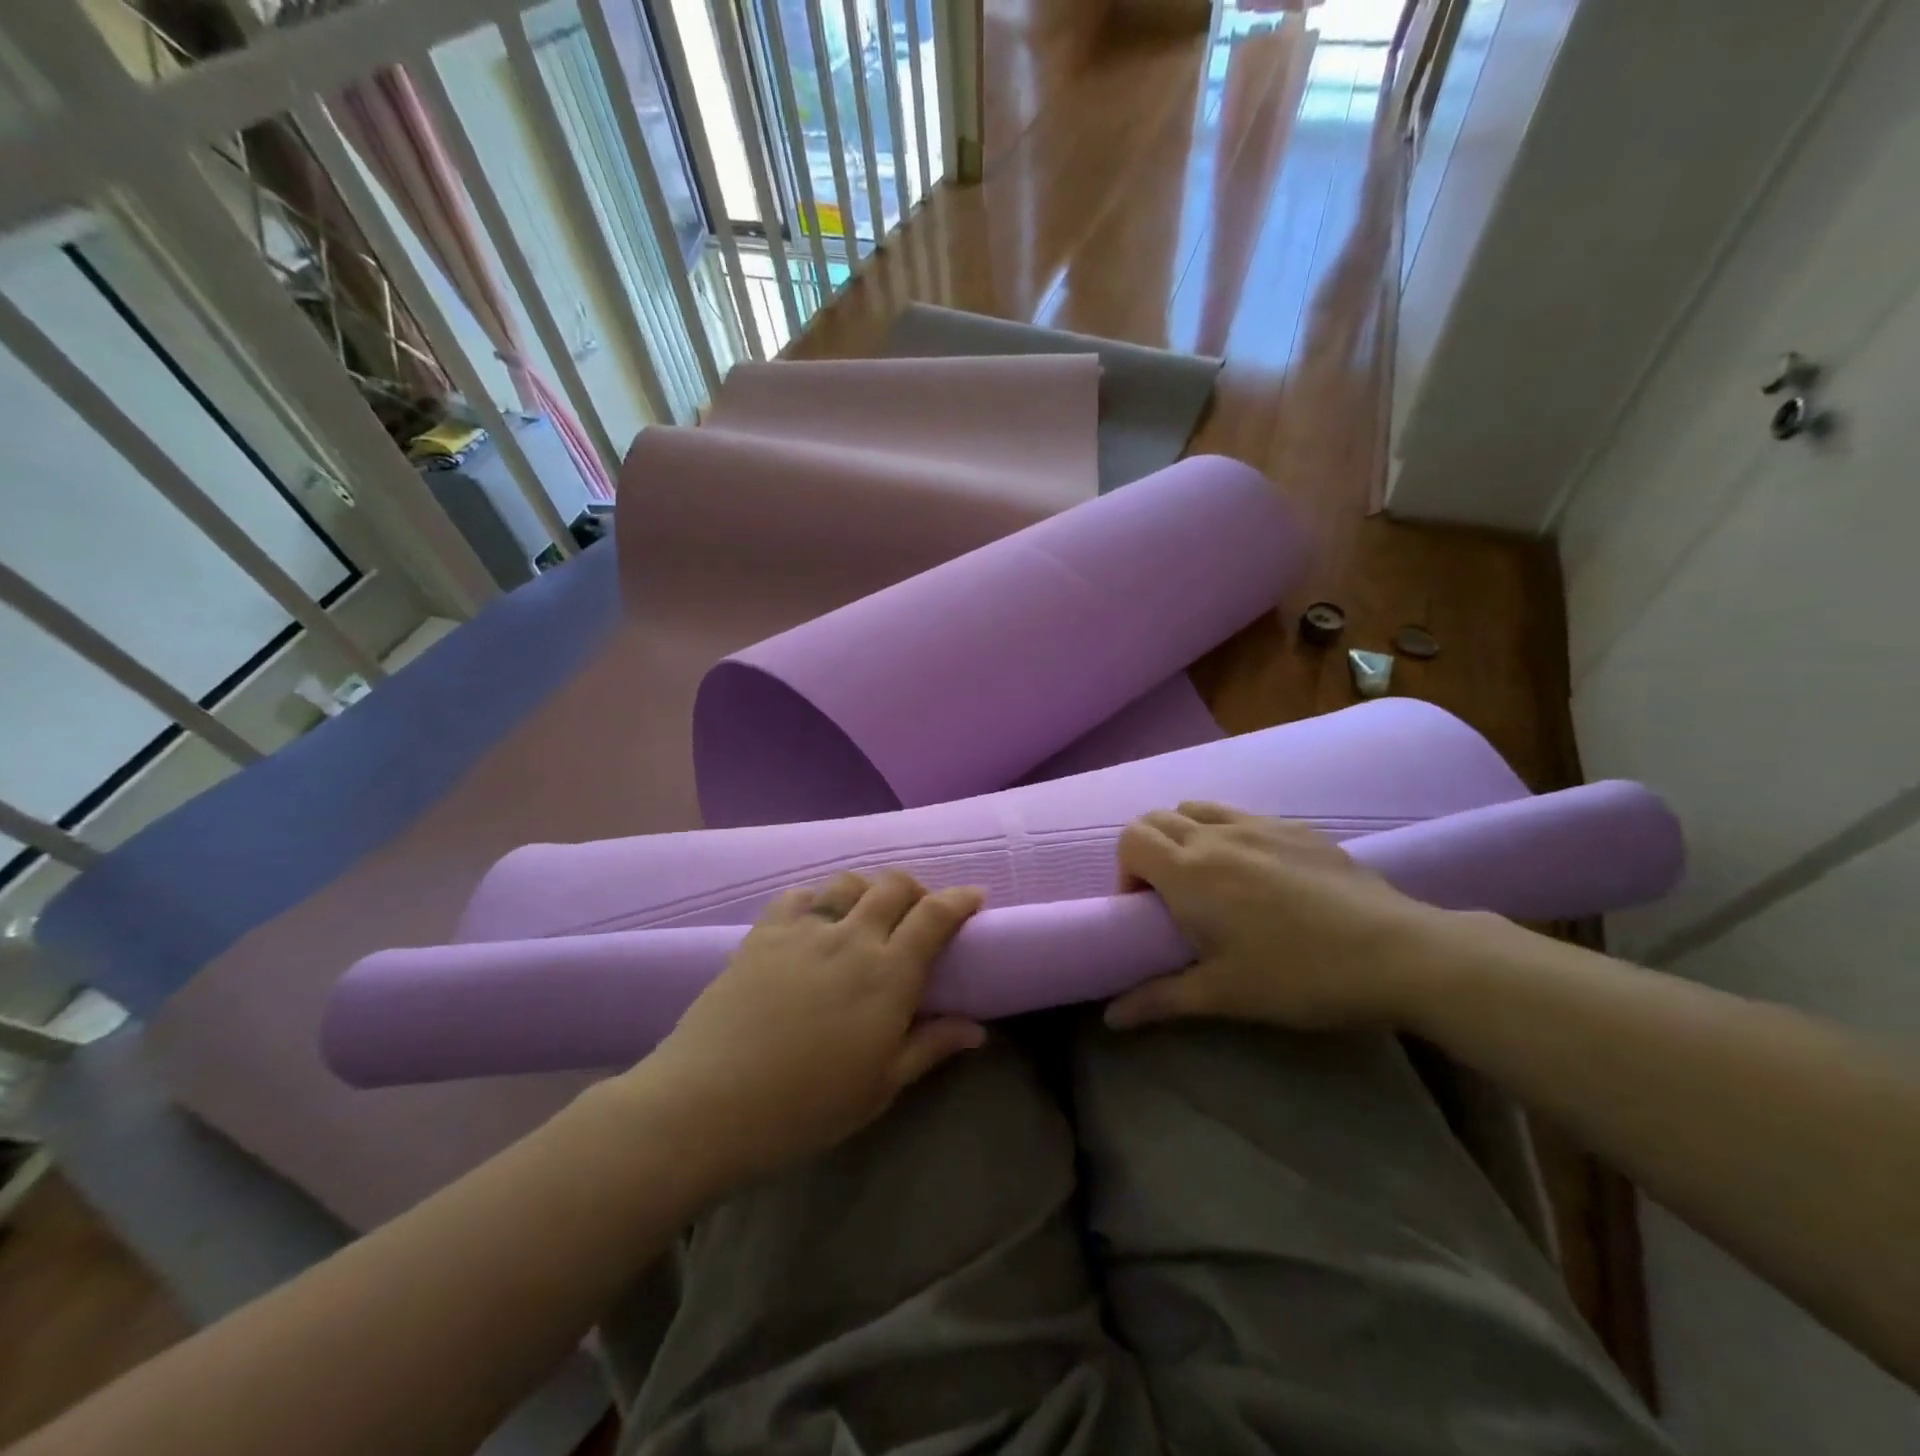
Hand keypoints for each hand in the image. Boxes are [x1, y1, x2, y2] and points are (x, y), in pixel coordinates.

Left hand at [627, 870, 986, 1190]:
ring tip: (868, 915)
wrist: (708, 1102)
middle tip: (921, 912)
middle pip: (894, 885)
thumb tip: (976, 1029)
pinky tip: (815, 921)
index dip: (960, 900)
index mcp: (888, 974)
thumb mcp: (880, 1086)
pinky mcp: (764, 932)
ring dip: (869, 890)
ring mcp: (804, 930)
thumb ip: (930, 1046)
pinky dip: (818, 899)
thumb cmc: (805, 1106)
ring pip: (848, 883)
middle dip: (917, 889)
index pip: (935, 916)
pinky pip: (800, 896)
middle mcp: (852, 937)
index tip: (974, 897)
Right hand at [1105, 802, 1451, 1031]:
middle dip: (1148, 852)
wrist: (1397, 953)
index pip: (1130, 839)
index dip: (1126, 872)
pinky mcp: (1297, 826)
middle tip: (1171, 899)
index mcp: (1189, 871)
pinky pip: (1241, 814)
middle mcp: (1216, 835)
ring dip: (1185, 835)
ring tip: (1209, 879)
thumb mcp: (1224, 994)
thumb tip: (1111, 1017)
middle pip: (1156, 818)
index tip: (1146, 910)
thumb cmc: (1299, 976)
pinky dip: (1227, 833)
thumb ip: (1159, 999)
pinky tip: (1260, 875)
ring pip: (1198, 808)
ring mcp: (1260, 824)